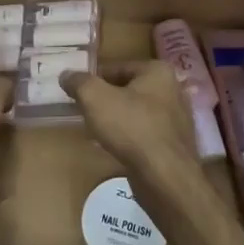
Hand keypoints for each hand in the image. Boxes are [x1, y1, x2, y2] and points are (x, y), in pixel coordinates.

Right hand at [61, 61, 204, 195]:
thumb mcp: (95, 98)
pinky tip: (113, 147)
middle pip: (128, 90)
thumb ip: (79, 82)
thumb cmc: (131, 128)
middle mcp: (172, 90)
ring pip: (136, 112)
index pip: (117, 67)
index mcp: (158, 71)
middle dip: (105, 100)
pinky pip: (144, 133)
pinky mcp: (174, 144)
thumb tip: (66, 74)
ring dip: (116, 119)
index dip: (93, 79)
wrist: (164, 177)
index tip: (76, 91)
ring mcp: (176, 119)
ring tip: (94, 131)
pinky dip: (128, 137)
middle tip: (83, 111)